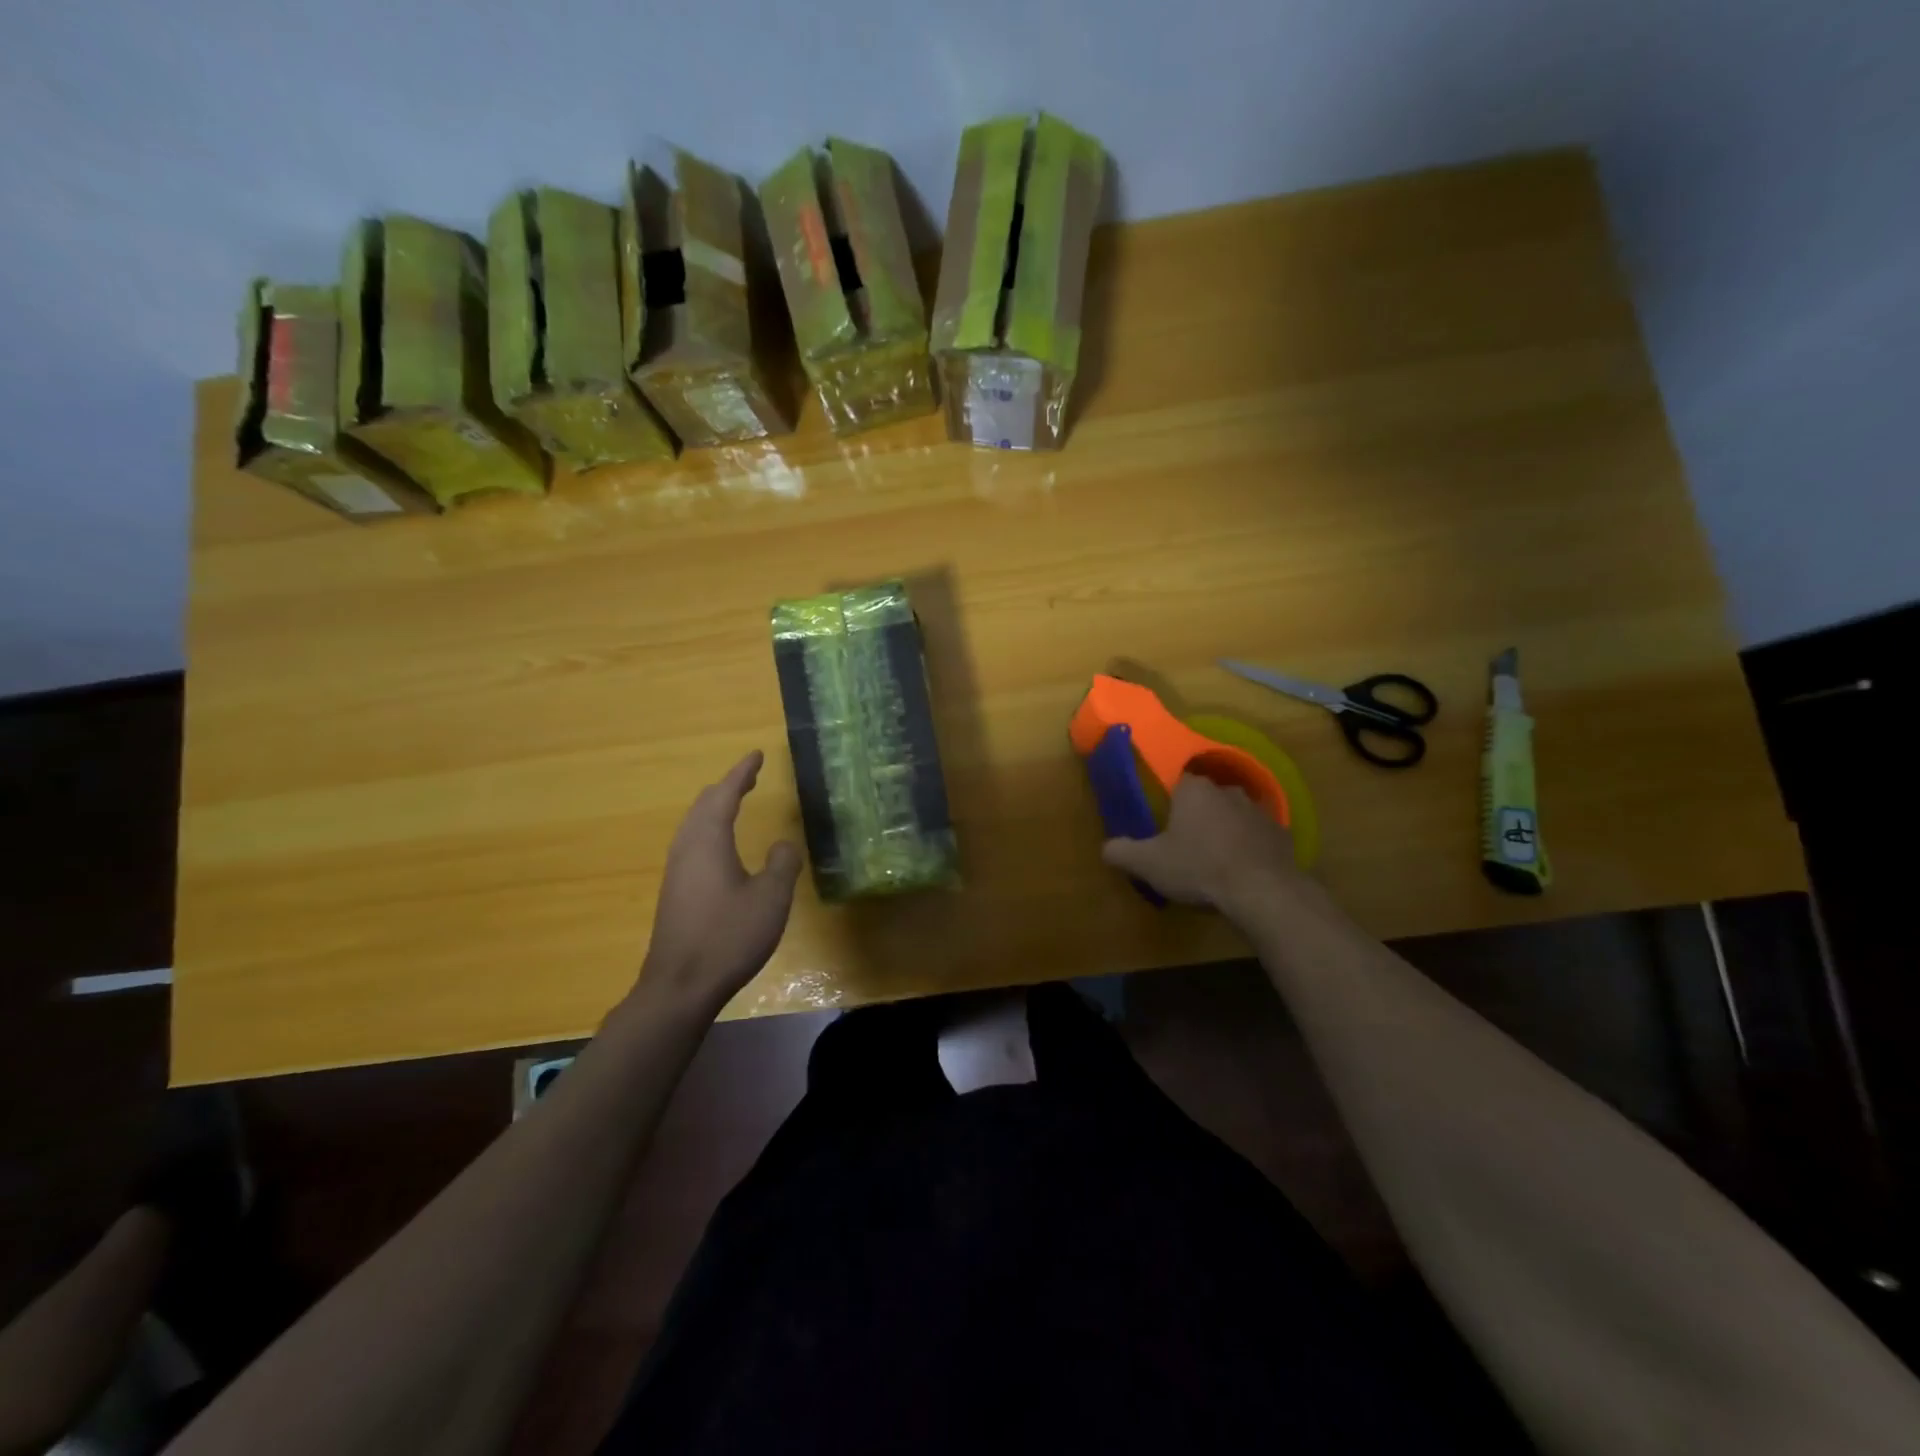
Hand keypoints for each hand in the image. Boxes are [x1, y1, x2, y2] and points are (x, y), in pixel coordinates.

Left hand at [635, 751, 801, 1015]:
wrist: (680, 986)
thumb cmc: (728, 937)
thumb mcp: (771, 898)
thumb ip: (782, 865)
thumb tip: (784, 844)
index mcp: (708, 841)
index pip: (724, 795)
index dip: (742, 773)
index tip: (756, 755)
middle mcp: (687, 849)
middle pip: (703, 806)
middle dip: (726, 788)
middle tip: (749, 777)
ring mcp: (676, 872)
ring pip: (693, 825)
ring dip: (714, 808)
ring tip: (735, 803)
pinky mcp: (674, 892)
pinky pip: (691, 844)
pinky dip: (708, 830)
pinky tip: (719, 847)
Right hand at [1102, 772, 1306, 915]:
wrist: (1262, 891)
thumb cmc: (1199, 868)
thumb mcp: (1148, 864)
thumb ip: (1122, 852)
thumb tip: (1106, 848)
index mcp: (1193, 790)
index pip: (1177, 782)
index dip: (1170, 802)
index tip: (1165, 824)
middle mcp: (1227, 791)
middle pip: (1207, 797)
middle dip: (1198, 816)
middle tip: (1187, 844)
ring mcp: (1259, 811)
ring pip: (1234, 815)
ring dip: (1226, 830)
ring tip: (1216, 859)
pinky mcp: (1282, 834)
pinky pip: (1258, 836)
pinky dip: (1250, 847)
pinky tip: (1242, 870)